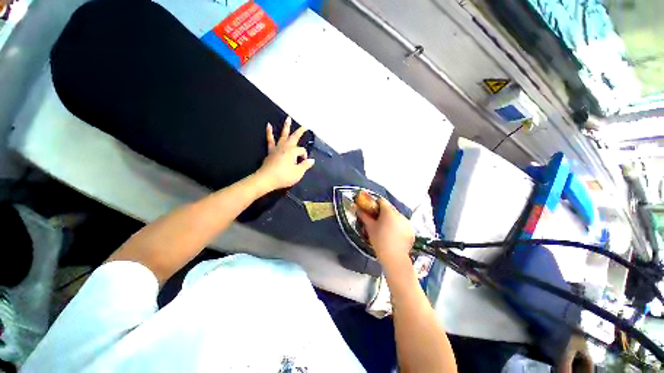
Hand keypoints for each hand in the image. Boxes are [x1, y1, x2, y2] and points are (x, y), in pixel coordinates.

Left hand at [256, 116, 314, 191]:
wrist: (266, 179)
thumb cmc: (284, 176)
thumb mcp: (298, 173)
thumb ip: (305, 165)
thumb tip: (312, 160)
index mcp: (293, 151)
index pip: (302, 151)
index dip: (304, 157)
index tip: (303, 164)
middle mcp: (285, 147)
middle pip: (294, 137)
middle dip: (300, 131)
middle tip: (304, 126)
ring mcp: (277, 148)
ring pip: (283, 135)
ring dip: (286, 127)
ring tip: (288, 118)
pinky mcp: (270, 151)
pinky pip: (270, 140)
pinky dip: (269, 132)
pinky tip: (269, 126)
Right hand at [358, 198, 414, 269]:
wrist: (394, 257)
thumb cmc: (379, 240)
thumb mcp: (370, 228)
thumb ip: (364, 216)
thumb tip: (357, 209)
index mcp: (388, 211)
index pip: (381, 201)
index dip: (375, 204)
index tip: (371, 211)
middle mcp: (399, 214)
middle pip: (390, 208)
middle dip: (383, 212)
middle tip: (377, 221)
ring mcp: (407, 222)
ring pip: (397, 216)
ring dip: (391, 219)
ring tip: (386, 230)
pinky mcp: (411, 230)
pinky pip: (403, 224)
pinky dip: (398, 227)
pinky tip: (394, 235)